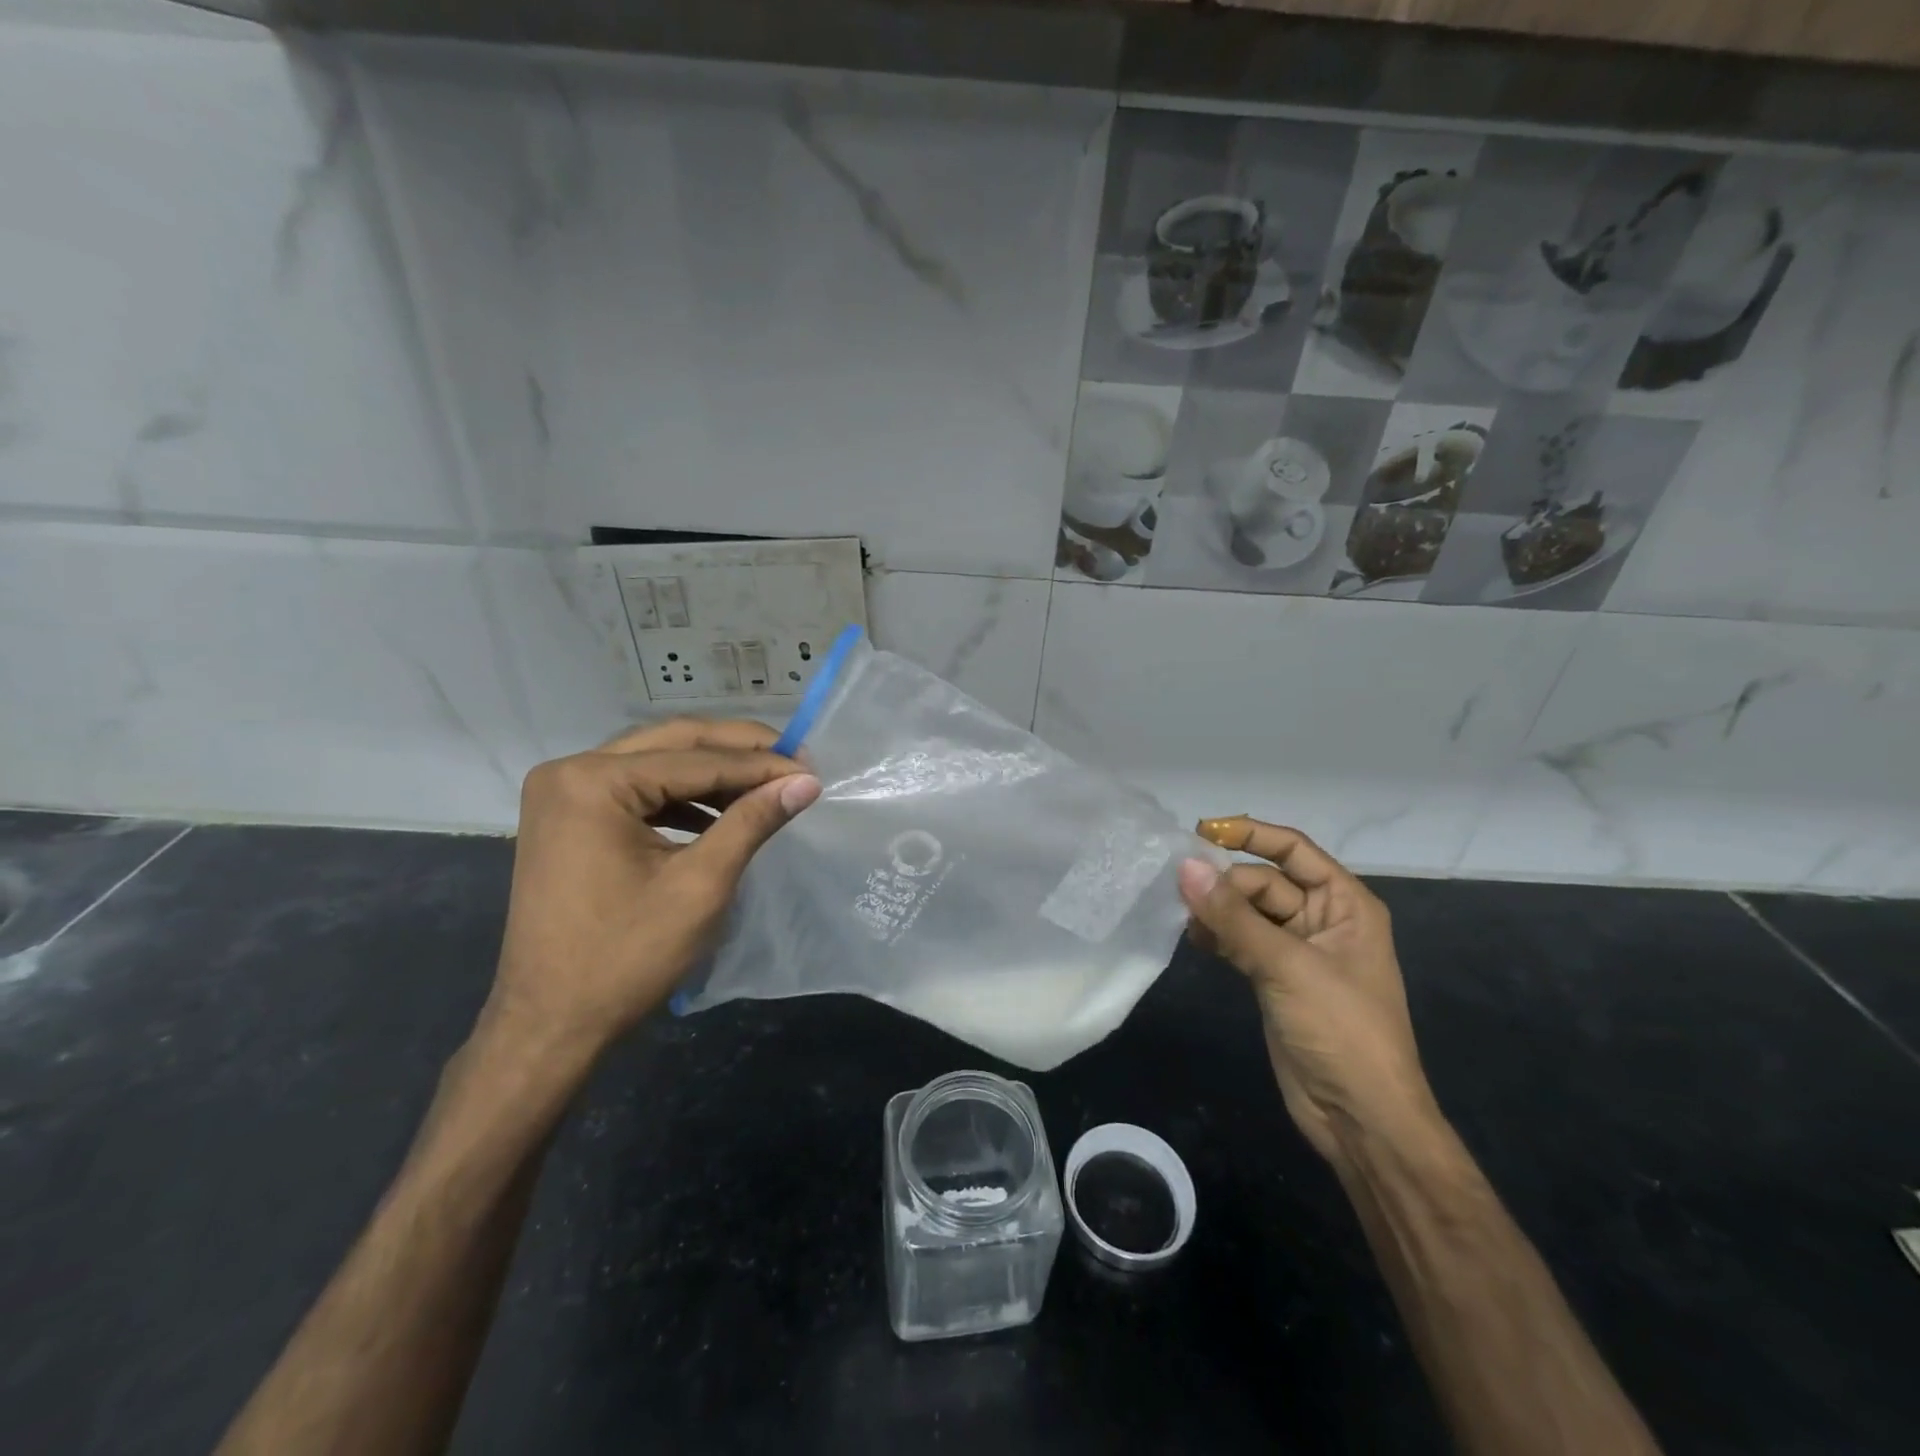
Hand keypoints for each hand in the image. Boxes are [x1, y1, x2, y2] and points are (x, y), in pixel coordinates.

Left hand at [483, 718, 819, 1058]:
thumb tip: (806, 781)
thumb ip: (752, 822)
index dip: (761, 763)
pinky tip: (720, 814)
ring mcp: (563, 793)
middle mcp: (570, 771)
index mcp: (593, 782)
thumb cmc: (625, 958)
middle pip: (673, 743)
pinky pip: (638, 789)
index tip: (812, 767)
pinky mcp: (568, 816)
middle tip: (795, 760)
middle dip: (738, 751)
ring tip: (766, 787)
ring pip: (657, 761)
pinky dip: (682, 796)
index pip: (697, 759)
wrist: (549, 1024)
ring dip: (713, 772)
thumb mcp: (700, 885)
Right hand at [1178, 818, 1437, 1167]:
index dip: (1251, 835)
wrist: (1360, 1118)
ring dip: (1217, 911)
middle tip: (1181, 892)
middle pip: (1264, 881)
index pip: (1293, 850)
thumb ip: (1234, 917)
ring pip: (1248, 912)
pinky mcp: (1274, 978)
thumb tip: (1184, 868)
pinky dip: (1218, 937)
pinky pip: (1241, 941)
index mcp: (1345, 905)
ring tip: (1184, 919)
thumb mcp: (1287, 966)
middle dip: (1226, 884)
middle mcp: (1322, 920)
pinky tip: (1194, 941)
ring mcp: (1297, 951)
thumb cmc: (1341, 1030)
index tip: (1201, 832)